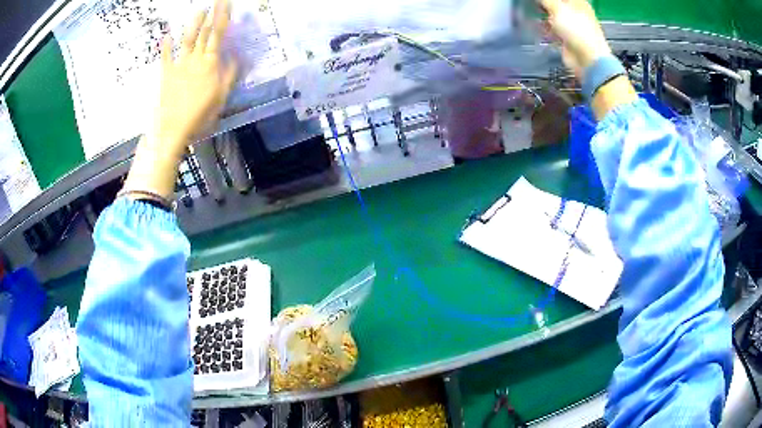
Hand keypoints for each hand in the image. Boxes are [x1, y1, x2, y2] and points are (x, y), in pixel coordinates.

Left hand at [154, 0, 236, 155]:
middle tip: (217, 1)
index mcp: (210, 63)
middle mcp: (195, 58)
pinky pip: (166, 56)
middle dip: (212, 14)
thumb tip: (235, 57)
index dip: (223, 17)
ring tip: (199, 10)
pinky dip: (166, 45)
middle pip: (205, 32)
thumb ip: (229, 75)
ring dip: (194, 23)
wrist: (172, 129)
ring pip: (188, 39)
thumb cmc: (199, 115)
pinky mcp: (166, 73)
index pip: (219, 34)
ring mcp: (179, 64)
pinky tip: (167, 35)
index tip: (227, 3)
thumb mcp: (221, 97)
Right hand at [540, 0, 610, 79]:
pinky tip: (534, 25)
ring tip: (529, 10)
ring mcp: (571, 26)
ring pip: (553, 16)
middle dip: (544, 4)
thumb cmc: (577, 30)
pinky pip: (552, 29)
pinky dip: (544, 28)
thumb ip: (545, 0)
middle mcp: (576, 13)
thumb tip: (539, 0)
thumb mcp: (557, 8)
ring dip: (542, 14)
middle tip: (533, 3)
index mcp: (578, 2)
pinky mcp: (566, 38)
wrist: (587, 60)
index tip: (538, 0)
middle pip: (557, 4)